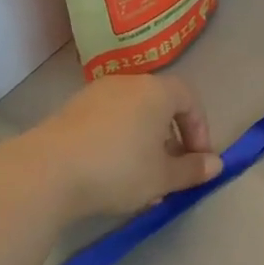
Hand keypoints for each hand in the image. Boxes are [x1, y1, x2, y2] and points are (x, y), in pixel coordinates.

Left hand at [29, 73, 221, 219]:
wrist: (48, 171)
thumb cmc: (118, 169)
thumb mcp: (162, 177)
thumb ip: (191, 170)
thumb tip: (215, 164)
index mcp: (156, 91)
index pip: (189, 99)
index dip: (199, 130)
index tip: (198, 161)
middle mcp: (127, 83)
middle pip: (159, 106)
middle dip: (170, 140)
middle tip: (170, 173)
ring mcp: (95, 94)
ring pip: (131, 116)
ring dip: (143, 145)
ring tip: (141, 181)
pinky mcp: (70, 111)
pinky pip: (106, 122)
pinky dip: (117, 143)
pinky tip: (111, 176)